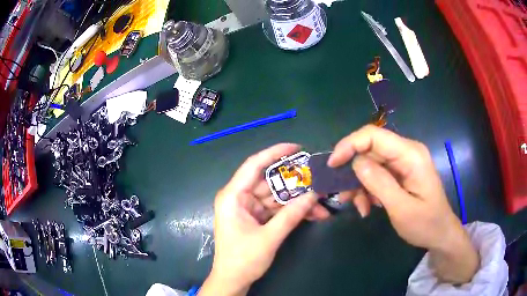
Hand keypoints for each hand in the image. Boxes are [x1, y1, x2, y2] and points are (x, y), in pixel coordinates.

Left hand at [199, 144, 329, 295]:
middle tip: (318, 179)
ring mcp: (249, 208)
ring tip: (322, 202)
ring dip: (298, 201)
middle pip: (270, 182)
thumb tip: (314, 195)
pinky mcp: (256, 218)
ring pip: (277, 197)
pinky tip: (313, 213)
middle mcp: (240, 198)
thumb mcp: (270, 237)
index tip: (297, 148)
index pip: (254, 165)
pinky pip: (276, 209)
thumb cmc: (243, 259)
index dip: (275, 153)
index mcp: (233, 196)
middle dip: (295, 183)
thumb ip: (291, 215)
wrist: (233, 281)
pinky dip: (292, 212)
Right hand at [328, 125, 478, 283]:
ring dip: (360, 184)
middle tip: (345, 196)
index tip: (333, 166)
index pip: (373, 135)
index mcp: (411, 154)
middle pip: (370, 149)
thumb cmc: (425, 224)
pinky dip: (368, 189)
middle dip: (354, 172)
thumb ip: (379, 183)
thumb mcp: (401, 208)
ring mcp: (403, 162)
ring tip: (360, 207)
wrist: (440, 234)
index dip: (349, 145)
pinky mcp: (400, 172)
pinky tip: (368, 207)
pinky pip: (377, 174)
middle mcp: (406, 152)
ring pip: (370, 163)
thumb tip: (355, 162)